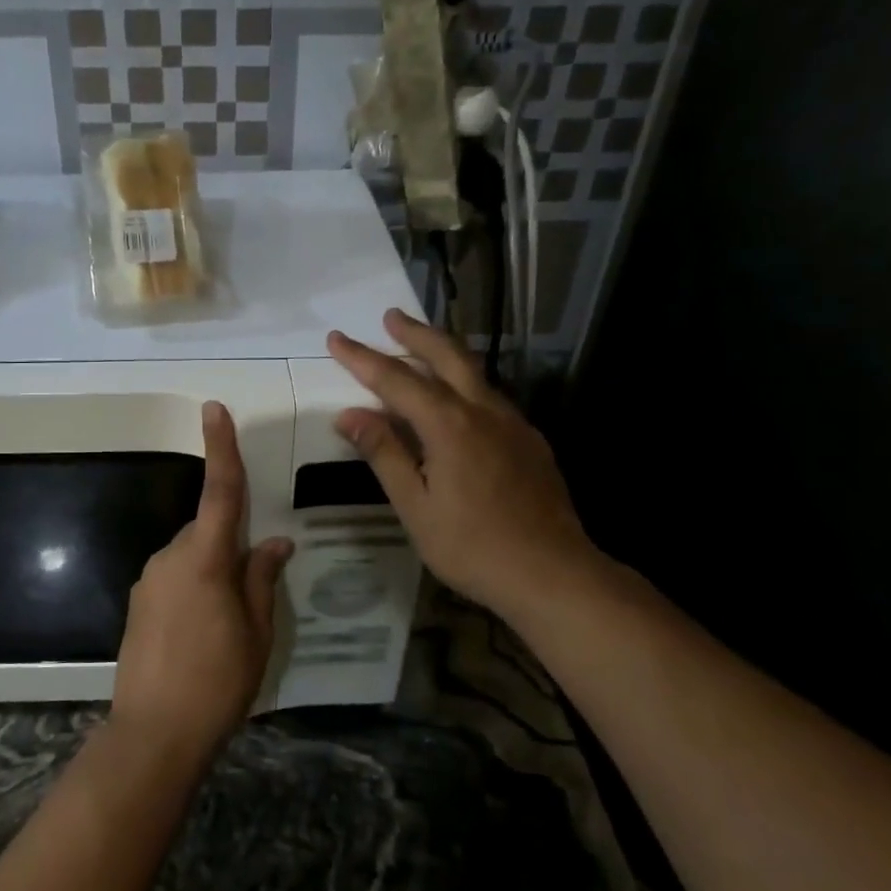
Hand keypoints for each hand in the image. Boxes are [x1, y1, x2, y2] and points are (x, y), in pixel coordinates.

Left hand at [110, 401, 292, 770]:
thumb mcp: (257, 633)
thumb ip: (262, 580)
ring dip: (213, 572)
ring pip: (191, 556)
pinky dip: (194, 588)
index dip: (220, 448)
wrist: (154, 734)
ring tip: (229, 624)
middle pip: (207, 531)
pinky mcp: (138, 604)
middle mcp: (170, 558)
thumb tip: (275, 543)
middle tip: (255, 589)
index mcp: (205, 559)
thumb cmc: (217, 682)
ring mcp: (148, 581)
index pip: (219, 492)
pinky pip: (174, 578)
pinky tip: (203, 633)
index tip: (214, 409)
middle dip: (231, 544)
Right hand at [326, 309, 603, 620]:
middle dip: (415, 333)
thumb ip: (384, 454)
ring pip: (474, 372)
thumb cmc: (473, 547)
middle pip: (447, 356)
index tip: (336, 338)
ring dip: (444, 353)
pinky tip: (458, 401)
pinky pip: (490, 398)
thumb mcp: (416, 506)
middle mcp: (483, 411)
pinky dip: (465, 383)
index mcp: (449, 425)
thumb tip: (350, 415)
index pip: (396, 380)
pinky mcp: (530, 441)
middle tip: (390, 316)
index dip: (362, 358)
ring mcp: (513, 424)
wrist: (553, 574)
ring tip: (420, 346)